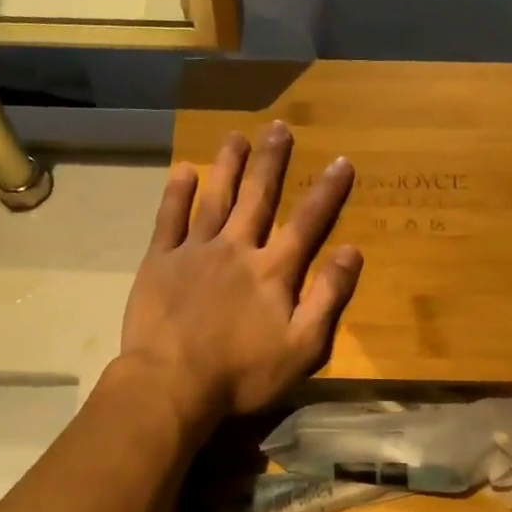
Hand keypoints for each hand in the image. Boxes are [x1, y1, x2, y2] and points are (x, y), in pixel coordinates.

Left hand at [120, 121, 360, 433]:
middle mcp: (237, 249)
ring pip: (215, 198)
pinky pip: (170, 218)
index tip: (341, 160)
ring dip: (228, 165)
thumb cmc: (242, 374)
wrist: (172, 383)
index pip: (307, 223)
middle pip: (258, 197)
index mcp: (273, 271)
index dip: (327, 192)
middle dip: (271, 161)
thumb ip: (328, 297)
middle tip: (279, 128)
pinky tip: (183, 171)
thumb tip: (352, 252)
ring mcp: (195, 251)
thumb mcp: (302, 347)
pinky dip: (177, 193)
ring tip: (236, 136)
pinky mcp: (160, 261)